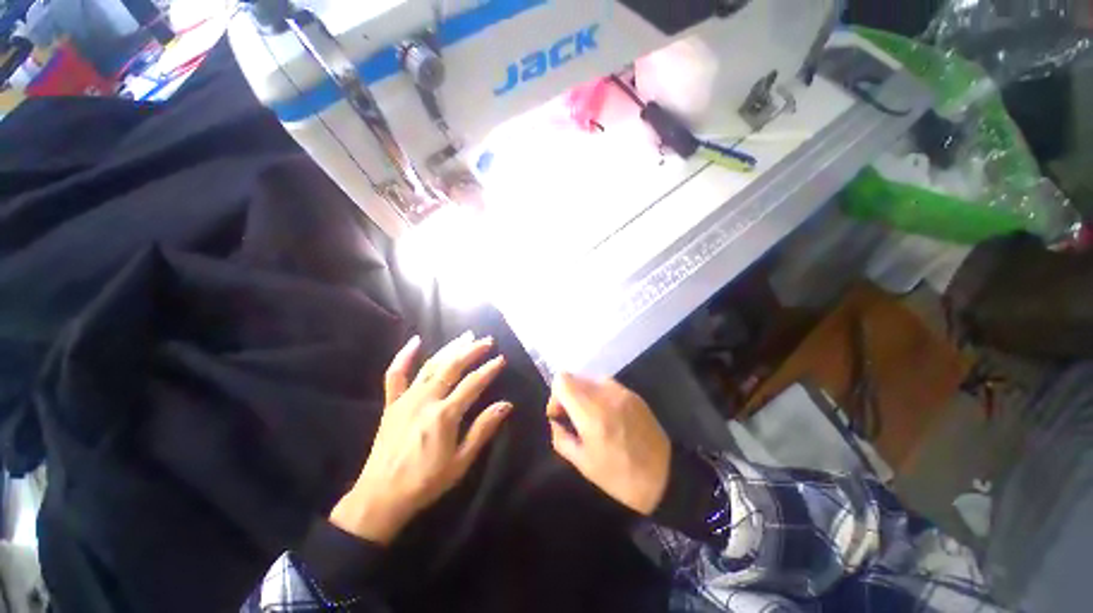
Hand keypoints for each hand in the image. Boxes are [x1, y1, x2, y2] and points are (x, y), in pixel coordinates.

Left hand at [330, 332, 511, 544]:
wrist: (380, 497)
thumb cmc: (425, 482)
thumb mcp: (461, 461)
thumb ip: (483, 429)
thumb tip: (506, 404)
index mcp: (445, 415)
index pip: (473, 384)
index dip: (489, 370)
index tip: (501, 359)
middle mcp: (426, 400)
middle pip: (452, 367)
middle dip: (472, 351)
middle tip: (487, 340)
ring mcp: (406, 399)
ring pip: (431, 365)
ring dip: (450, 348)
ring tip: (465, 336)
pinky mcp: (391, 404)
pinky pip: (395, 375)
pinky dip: (404, 357)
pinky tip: (415, 341)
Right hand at [547, 374, 670, 515]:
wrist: (665, 476)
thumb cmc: (619, 476)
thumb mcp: (583, 463)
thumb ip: (561, 437)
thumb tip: (556, 422)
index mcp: (591, 411)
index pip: (562, 380)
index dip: (555, 395)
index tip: (561, 416)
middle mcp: (605, 393)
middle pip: (574, 377)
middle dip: (568, 395)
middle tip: (574, 419)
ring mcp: (621, 391)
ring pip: (590, 379)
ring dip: (584, 394)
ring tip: (591, 418)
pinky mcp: (633, 394)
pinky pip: (607, 385)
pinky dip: (599, 395)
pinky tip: (608, 417)